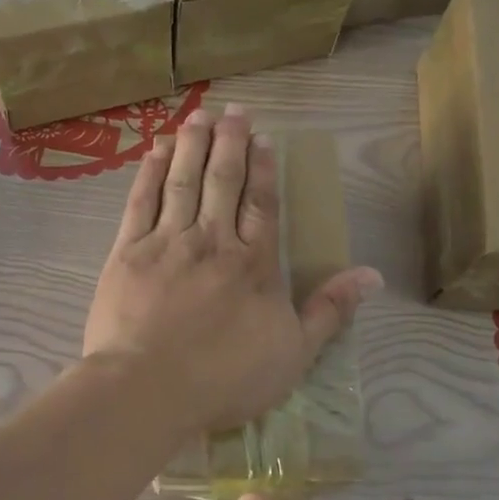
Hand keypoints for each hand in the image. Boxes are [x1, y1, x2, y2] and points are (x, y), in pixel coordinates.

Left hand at [82, 104, 380, 434]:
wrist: (147, 388)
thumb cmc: (224, 378)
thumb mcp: (293, 354)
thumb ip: (330, 311)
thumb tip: (372, 275)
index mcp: (253, 263)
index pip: (262, 202)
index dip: (263, 167)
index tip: (263, 137)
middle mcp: (212, 241)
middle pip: (222, 181)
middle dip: (230, 142)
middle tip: (234, 111)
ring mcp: (167, 242)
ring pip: (182, 181)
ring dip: (191, 145)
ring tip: (199, 116)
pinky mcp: (127, 252)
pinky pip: (140, 201)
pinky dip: (149, 172)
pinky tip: (156, 151)